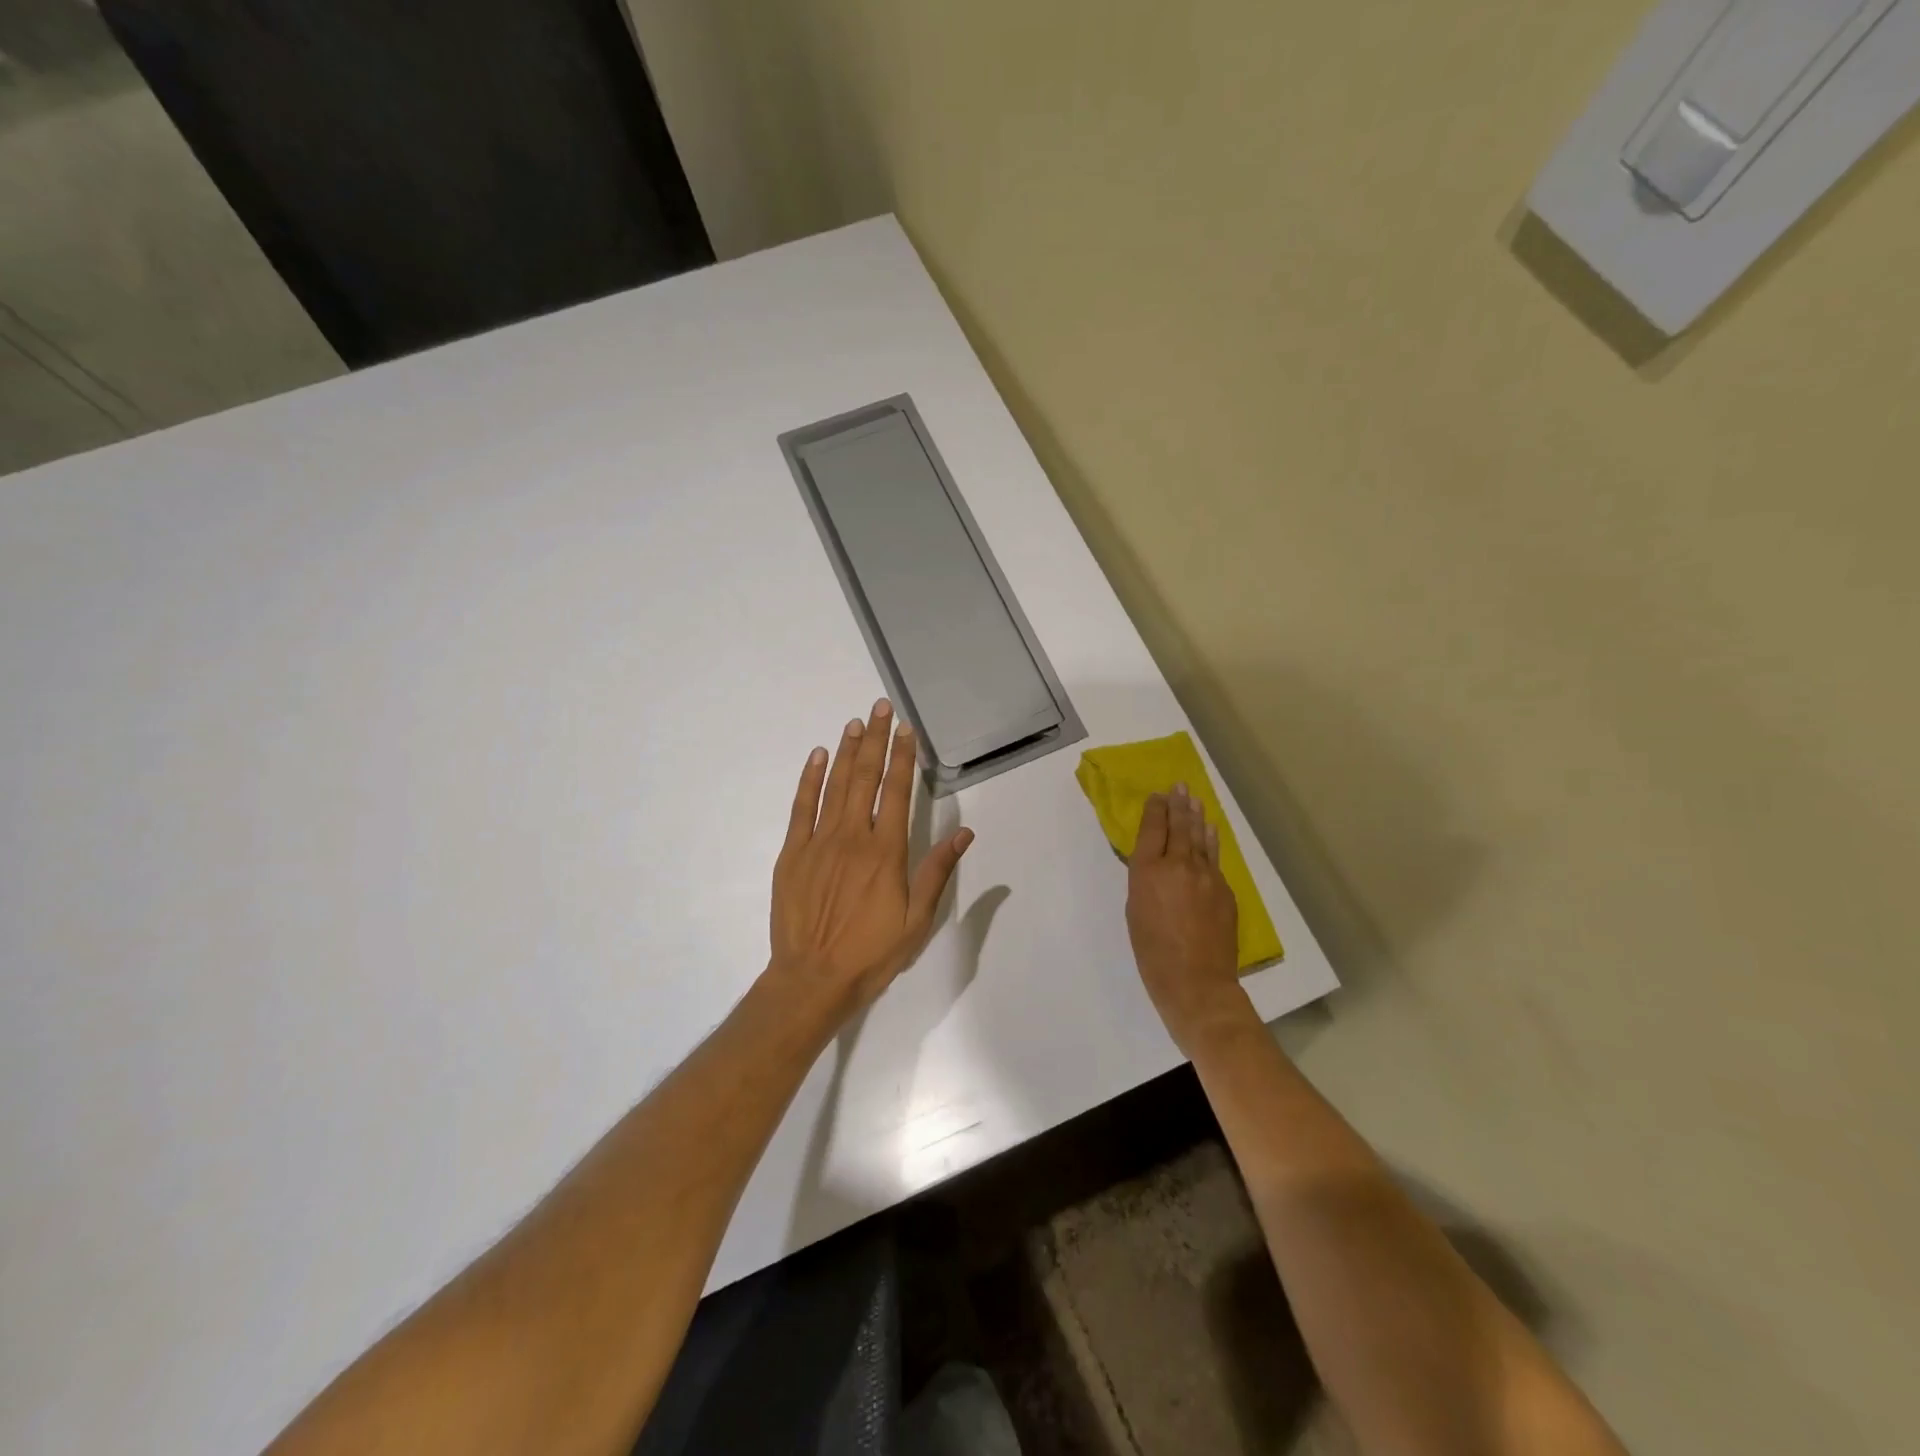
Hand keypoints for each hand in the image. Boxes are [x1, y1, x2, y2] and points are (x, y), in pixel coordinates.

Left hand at [768, 698, 973, 1014]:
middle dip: (875, 739)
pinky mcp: (793, 853)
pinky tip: (817, 756)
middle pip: (865, 778)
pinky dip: (810, 779)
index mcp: (886, 851)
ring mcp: (819, 842)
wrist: (813, 978)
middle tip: (880, 707)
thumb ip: (938, 871)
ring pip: (835, 785)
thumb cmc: (872, 952)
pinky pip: (801, 808)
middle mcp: (853, 836)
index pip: (897, 792)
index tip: (907, 730)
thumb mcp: (917, 920)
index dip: (903, 757)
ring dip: (846, 751)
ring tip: (855, 722)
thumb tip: (964, 833)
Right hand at [1126, 784, 1251, 1052]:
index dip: (1156, 810)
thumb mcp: (1136, 912)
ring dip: (1197, 817)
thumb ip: (1145, 882)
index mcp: (1149, 871)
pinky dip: (1211, 841)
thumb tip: (1156, 865)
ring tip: (1195, 799)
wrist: (1196, 982)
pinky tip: (1210, 832)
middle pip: (1180, 827)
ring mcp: (1206, 876)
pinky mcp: (1224, 891)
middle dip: (1178, 805)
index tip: (1158, 795)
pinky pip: (1214, 858)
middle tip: (1180, 786)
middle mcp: (1179, 865)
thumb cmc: (1152, 953)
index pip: (1153, 829)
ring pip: (1200, 838)